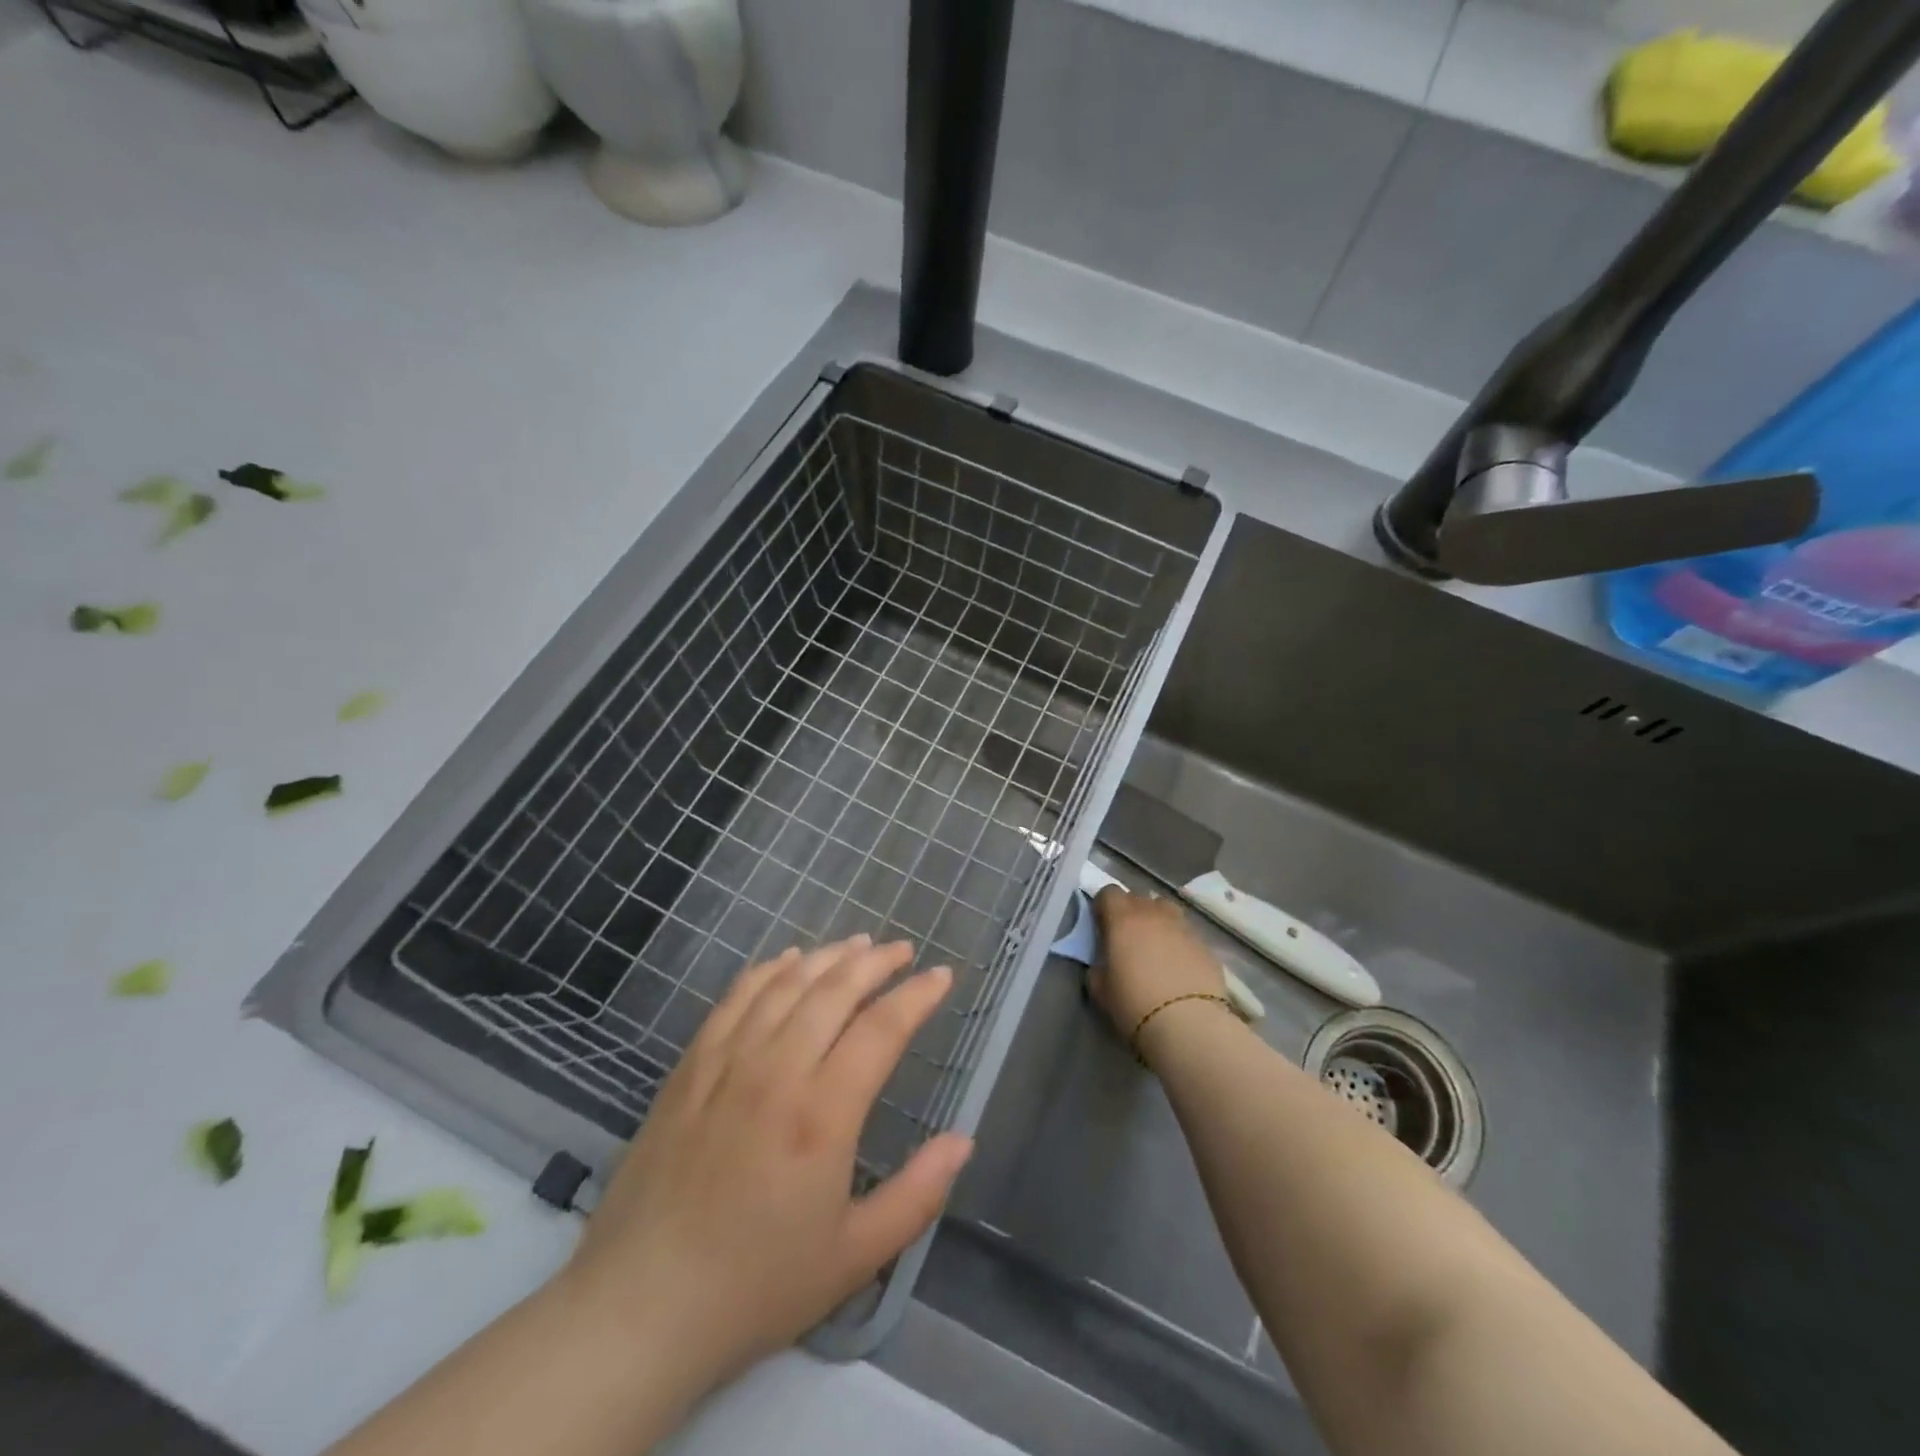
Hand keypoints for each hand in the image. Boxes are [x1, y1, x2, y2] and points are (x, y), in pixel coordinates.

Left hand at [558, 935, 973, 1392]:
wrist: (640, 1308)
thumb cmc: (755, 1287)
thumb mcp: (854, 1257)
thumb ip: (917, 1194)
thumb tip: (964, 1140)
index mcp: (822, 1114)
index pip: (881, 1029)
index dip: (917, 996)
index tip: (942, 976)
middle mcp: (776, 1071)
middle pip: (834, 990)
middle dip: (876, 962)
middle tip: (902, 950)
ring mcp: (727, 1062)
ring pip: (786, 984)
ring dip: (827, 957)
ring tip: (857, 945)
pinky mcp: (690, 1066)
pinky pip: (735, 998)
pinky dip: (768, 970)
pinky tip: (787, 960)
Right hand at [1089, 887, 1230, 1051]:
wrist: (1188, 1024)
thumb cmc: (1134, 1003)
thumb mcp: (1100, 988)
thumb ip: (1099, 966)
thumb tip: (1105, 962)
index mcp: (1122, 919)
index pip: (1108, 892)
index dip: (1103, 906)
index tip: (1102, 925)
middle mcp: (1152, 913)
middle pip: (1138, 897)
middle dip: (1129, 911)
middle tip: (1126, 938)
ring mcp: (1182, 926)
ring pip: (1165, 910)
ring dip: (1156, 920)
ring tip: (1154, 946)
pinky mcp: (1204, 944)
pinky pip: (1185, 933)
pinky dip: (1178, 942)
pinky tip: (1178, 966)